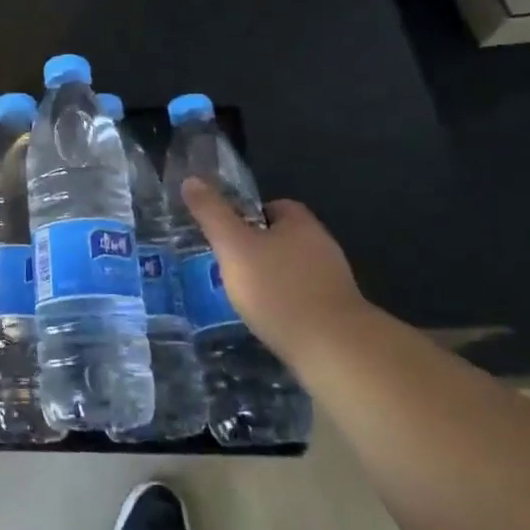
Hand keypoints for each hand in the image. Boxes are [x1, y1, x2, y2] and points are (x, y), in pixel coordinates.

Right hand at [180, 178, 366, 364]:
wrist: (334, 350)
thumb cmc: (278, 289)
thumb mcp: (233, 246)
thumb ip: (212, 213)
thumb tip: (191, 180)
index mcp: (301, 223)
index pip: (274, 206)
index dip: (248, 215)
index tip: (226, 233)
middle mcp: (322, 246)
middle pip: (284, 239)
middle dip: (258, 249)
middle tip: (229, 265)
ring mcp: (334, 282)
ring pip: (294, 270)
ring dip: (272, 279)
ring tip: (244, 296)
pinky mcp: (338, 315)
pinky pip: (304, 299)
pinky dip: (285, 305)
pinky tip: (268, 320)